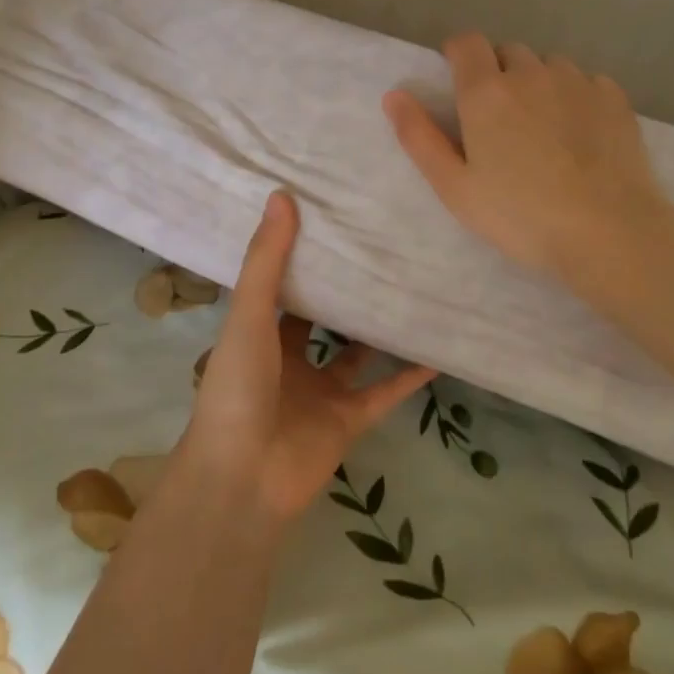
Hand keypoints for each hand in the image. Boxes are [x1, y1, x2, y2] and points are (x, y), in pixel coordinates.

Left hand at [181, 191, 435, 529]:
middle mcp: (289, 358)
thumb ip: (266, 260)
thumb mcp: (248, 315)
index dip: (300, 256)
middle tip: (380, 248)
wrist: (243, 478)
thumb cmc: (236, 388)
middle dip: (344, 290)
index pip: (281, 284)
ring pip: (356, 352)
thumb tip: (282, 195)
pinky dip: (409, 376)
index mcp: (259, 331)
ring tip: (412, 289)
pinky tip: (437, 349)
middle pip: (321, 318)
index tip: (329, 219)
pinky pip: (385, 392)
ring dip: (378, 329)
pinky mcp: (348, 420)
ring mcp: (320, 391)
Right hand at [382, 34, 673, 288]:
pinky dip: (575, 96)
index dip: (457, 54)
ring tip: (542, 126)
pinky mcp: (615, 99)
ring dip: (537, 82)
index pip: (466, 42)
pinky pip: (586, 81)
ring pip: (548, 65)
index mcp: (486, 91)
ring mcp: (578, 82)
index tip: (457, 80)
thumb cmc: (520, 214)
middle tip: (498, 118)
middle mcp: (531, 73)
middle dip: (497, 71)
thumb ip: (419, 136)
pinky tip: (579, 133)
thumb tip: (394, 95)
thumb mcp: (454, 186)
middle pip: (507, 51)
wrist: (609, 232)